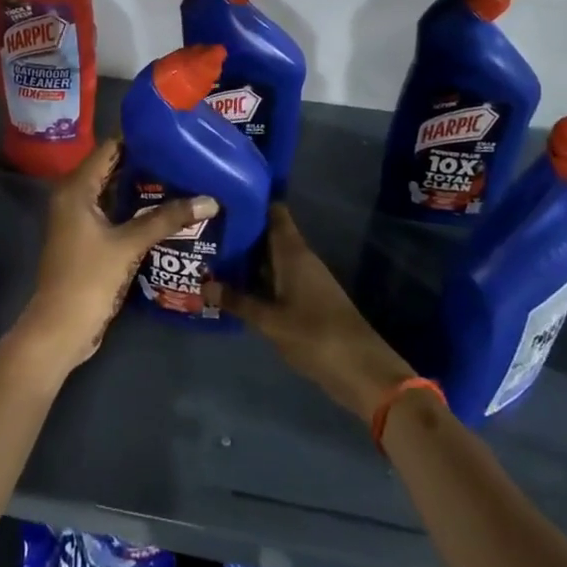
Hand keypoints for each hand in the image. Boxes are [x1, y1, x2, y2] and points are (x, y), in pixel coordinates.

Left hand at [12, 138, 214, 376]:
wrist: (60, 328)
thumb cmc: (89, 278)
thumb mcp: (129, 245)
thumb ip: (166, 219)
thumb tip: (210, 199)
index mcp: (76, 188)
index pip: (109, 148)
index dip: (138, 139)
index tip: (172, 134)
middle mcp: (73, 195)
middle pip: (111, 167)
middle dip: (144, 162)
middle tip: (182, 155)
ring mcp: (78, 217)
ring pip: (113, 190)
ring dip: (141, 186)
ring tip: (180, 176)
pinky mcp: (86, 237)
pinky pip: (111, 210)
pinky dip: (133, 207)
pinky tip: (163, 208)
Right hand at [206, 205, 415, 423]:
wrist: (362, 370)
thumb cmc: (315, 336)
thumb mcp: (270, 320)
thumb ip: (237, 301)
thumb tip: (203, 284)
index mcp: (293, 252)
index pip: (274, 212)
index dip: (252, 200)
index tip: (223, 195)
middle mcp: (300, 258)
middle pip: (268, 235)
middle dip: (240, 231)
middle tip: (205, 227)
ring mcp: (305, 279)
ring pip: (271, 258)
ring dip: (246, 257)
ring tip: (211, 254)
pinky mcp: (307, 299)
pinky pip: (277, 278)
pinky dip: (257, 278)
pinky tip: (234, 286)